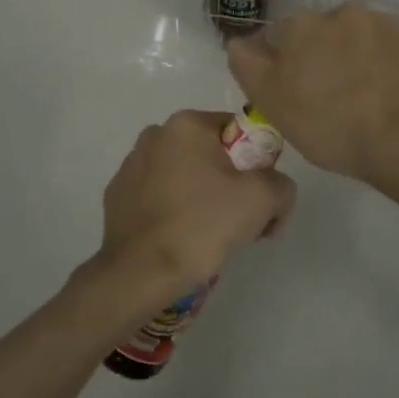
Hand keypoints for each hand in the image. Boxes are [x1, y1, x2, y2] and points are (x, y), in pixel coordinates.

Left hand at [98, 110, 297, 297]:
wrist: (138, 273)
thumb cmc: (201, 225)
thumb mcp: (262, 199)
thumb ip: (281, 184)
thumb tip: (275, 190)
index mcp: (186, 124)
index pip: (238, 133)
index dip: (258, 165)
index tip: (262, 202)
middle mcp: (155, 135)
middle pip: (211, 155)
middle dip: (231, 185)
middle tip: (241, 225)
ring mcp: (130, 166)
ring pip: (184, 177)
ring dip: (202, 199)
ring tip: (209, 239)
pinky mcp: (117, 197)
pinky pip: (159, 198)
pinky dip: (174, 212)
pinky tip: (179, 241)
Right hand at [226, 4, 398, 184]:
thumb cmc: (327, 122)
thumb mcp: (270, 100)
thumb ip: (247, 63)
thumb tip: (239, 41)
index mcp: (303, 23)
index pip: (281, 33)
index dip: (282, 61)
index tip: (290, 90)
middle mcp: (344, 12)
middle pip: (324, 33)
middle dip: (322, 56)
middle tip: (327, 97)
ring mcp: (386, 25)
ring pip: (361, 39)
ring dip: (357, 58)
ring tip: (362, 98)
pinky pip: (393, 53)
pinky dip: (388, 68)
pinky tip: (388, 97)